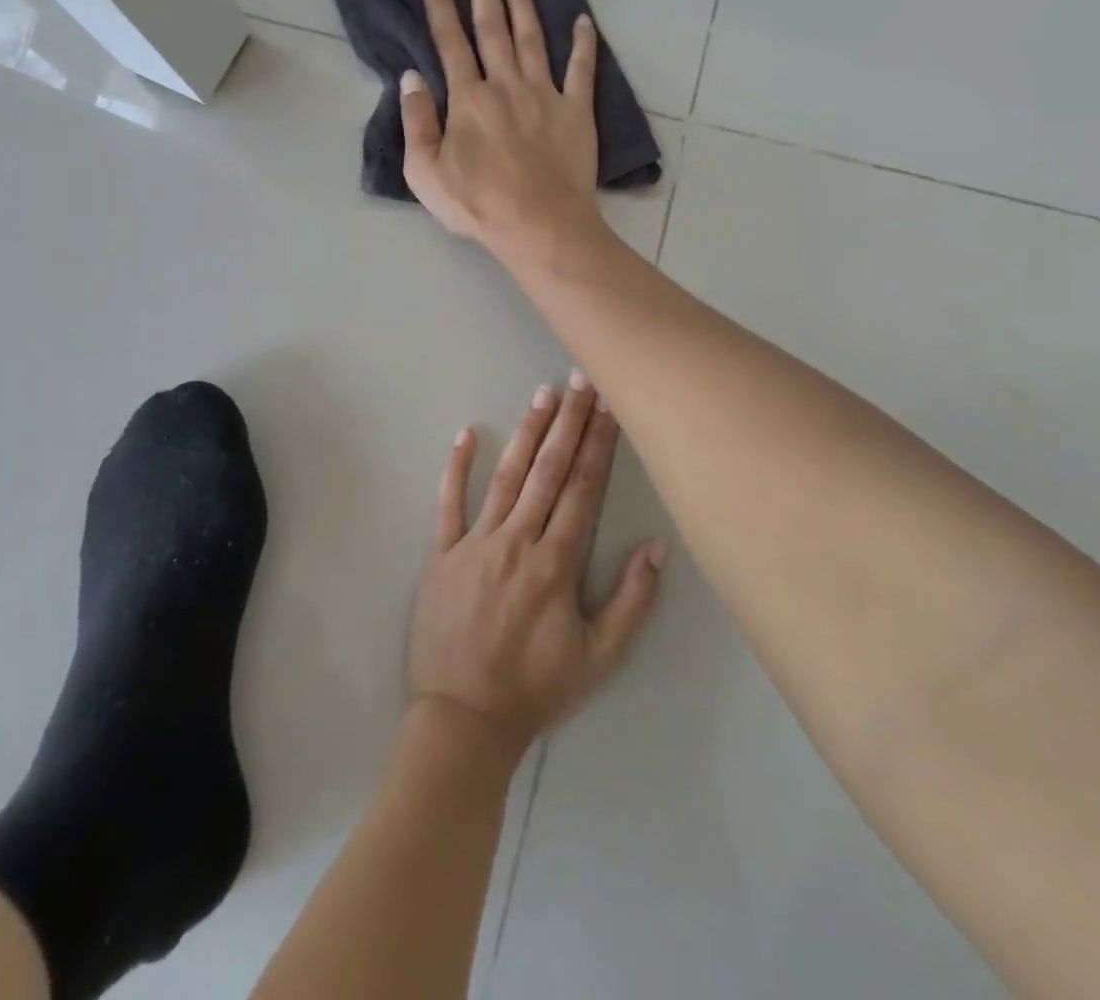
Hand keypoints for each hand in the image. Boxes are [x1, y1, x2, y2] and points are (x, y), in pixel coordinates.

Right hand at [400, 0, 605, 262]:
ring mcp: (545, 94)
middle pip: (493, 29)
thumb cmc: (478, 204)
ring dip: (524, 5)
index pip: (450, 44)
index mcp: (468, 99)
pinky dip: (583, 44)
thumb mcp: (425, 172)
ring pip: (533, 39)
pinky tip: (583, 20)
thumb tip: (411, 78)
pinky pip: (582, 69)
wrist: (539, 224)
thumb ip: (416, 122)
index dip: (440, 10)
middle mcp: (506, 85)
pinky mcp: (577, 111)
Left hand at [408, 374, 668, 755]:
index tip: (610, 405)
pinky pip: (447, 504)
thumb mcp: (600, 657)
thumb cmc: (536, 688)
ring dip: (527, 433)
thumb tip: (658, 544)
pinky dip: (456, 468)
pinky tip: (466, 435)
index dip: (599, 443)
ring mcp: (475, 543)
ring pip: (506, 477)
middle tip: (581, 379)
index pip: (584, 488)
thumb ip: (632, 600)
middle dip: (569, 422)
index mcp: (556, 562)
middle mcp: (517, 540)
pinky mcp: (442, 554)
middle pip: (549, 470)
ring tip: (543, 394)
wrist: (463, 720)